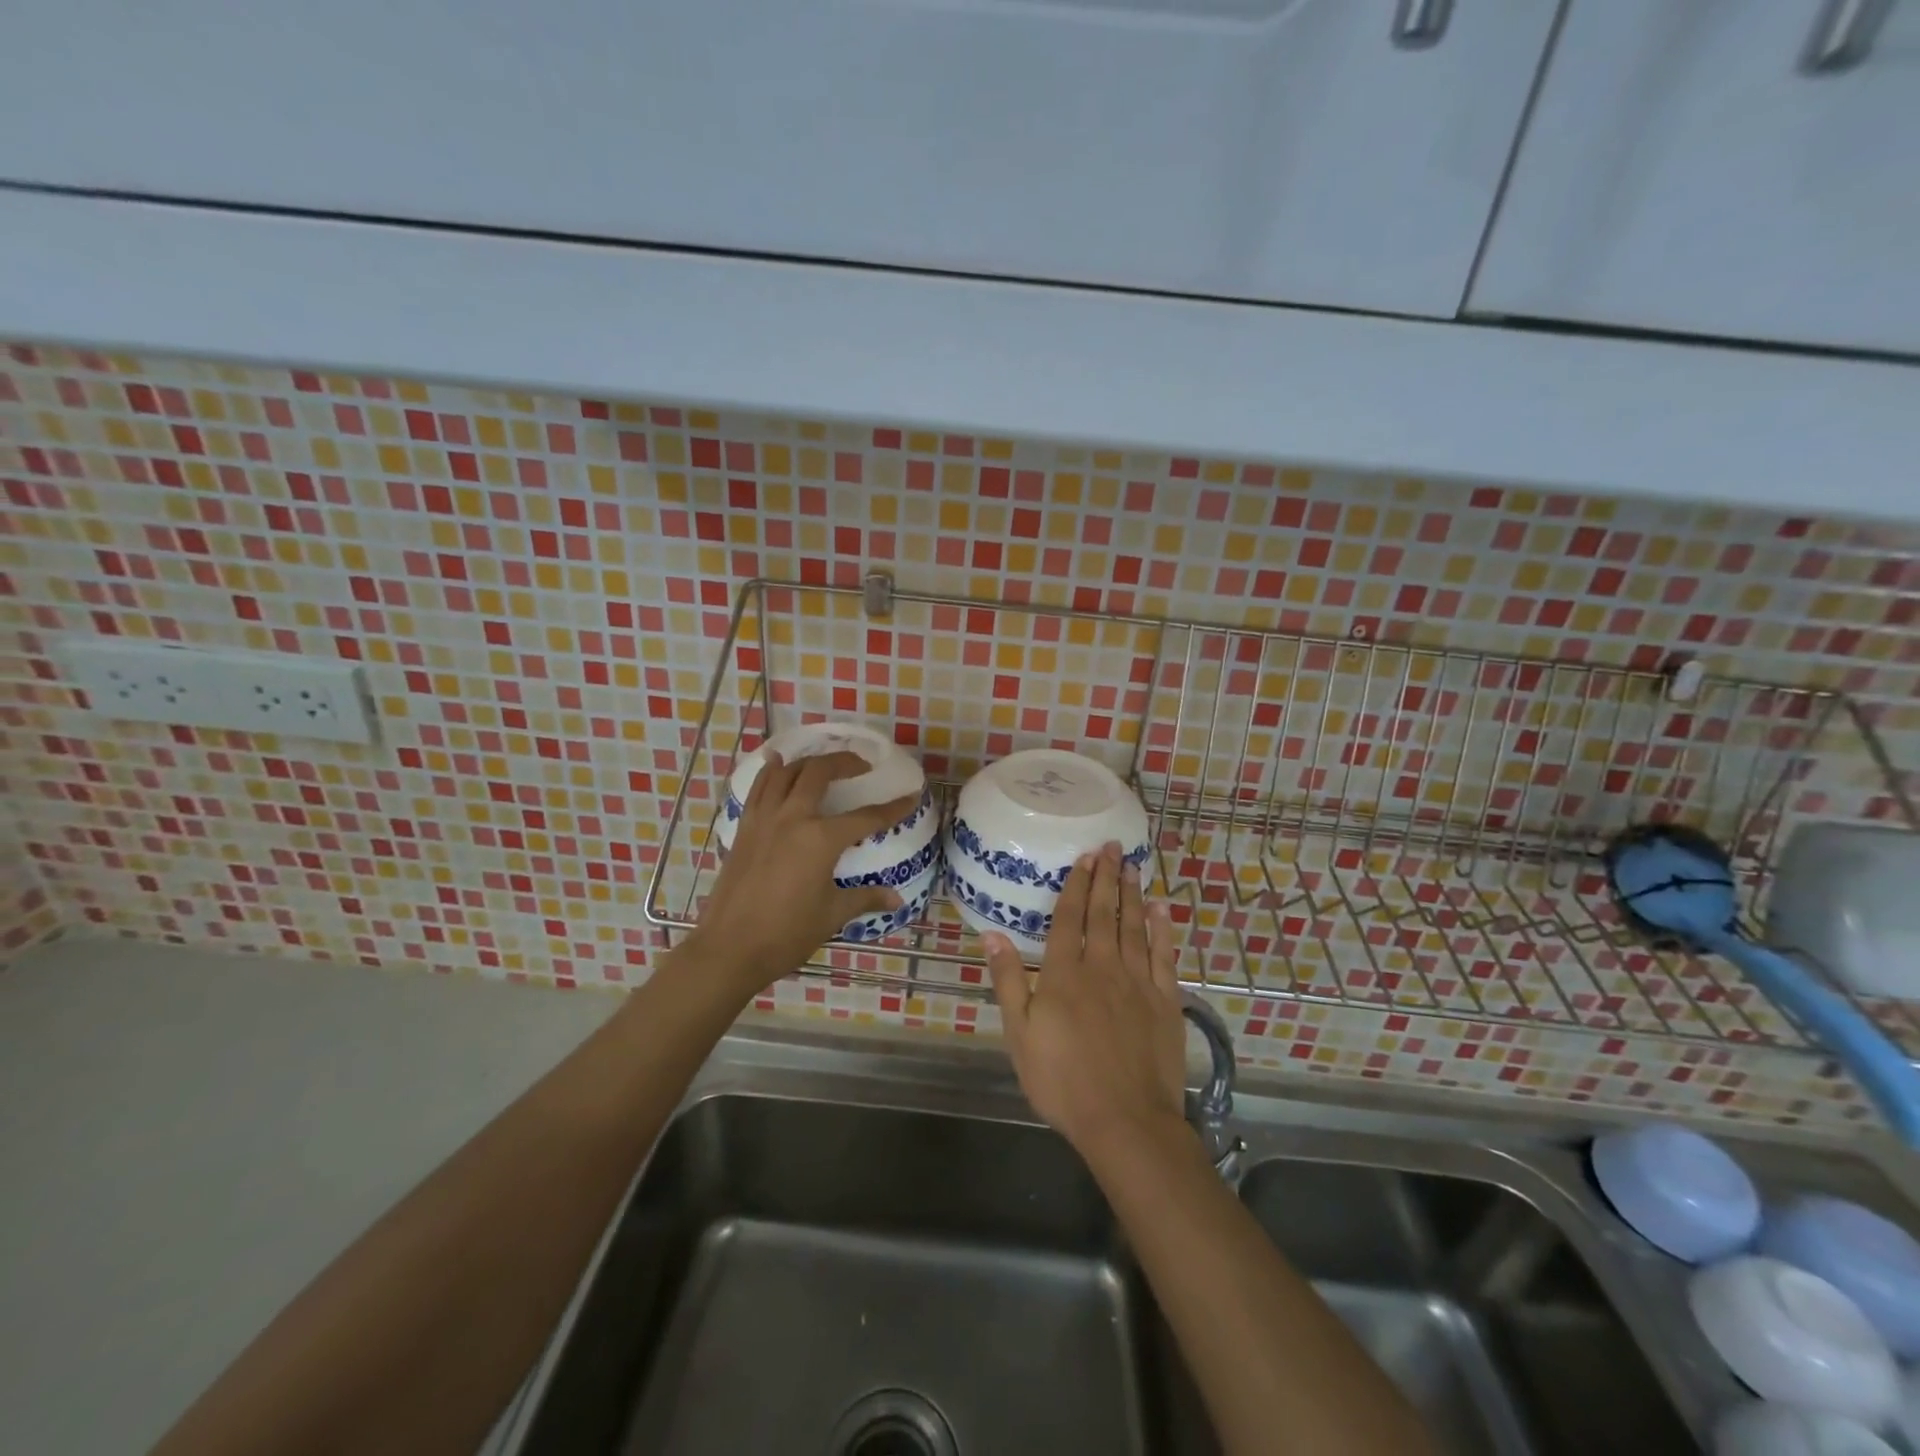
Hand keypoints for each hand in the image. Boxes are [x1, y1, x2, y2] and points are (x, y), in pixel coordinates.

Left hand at [681, 751, 919, 997]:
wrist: (729, 949)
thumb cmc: (787, 934)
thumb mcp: (832, 915)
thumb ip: (865, 898)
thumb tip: (897, 899)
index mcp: (820, 839)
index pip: (866, 817)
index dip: (892, 808)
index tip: (911, 796)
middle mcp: (792, 818)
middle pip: (819, 773)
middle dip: (845, 762)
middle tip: (861, 765)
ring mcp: (764, 820)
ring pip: (785, 773)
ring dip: (808, 761)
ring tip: (824, 762)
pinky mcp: (744, 828)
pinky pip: (758, 788)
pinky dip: (770, 771)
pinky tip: (776, 762)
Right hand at [984, 842, 1188, 1158]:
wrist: (1125, 1121)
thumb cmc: (1063, 1081)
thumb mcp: (1020, 1035)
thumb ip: (1009, 981)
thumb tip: (992, 936)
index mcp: (1064, 974)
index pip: (1070, 918)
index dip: (1076, 886)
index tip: (1084, 858)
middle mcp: (1102, 967)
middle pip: (1104, 913)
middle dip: (1107, 877)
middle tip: (1112, 847)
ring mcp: (1137, 982)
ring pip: (1134, 927)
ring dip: (1132, 894)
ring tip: (1132, 866)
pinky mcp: (1165, 1001)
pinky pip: (1164, 955)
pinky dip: (1163, 929)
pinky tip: (1162, 909)